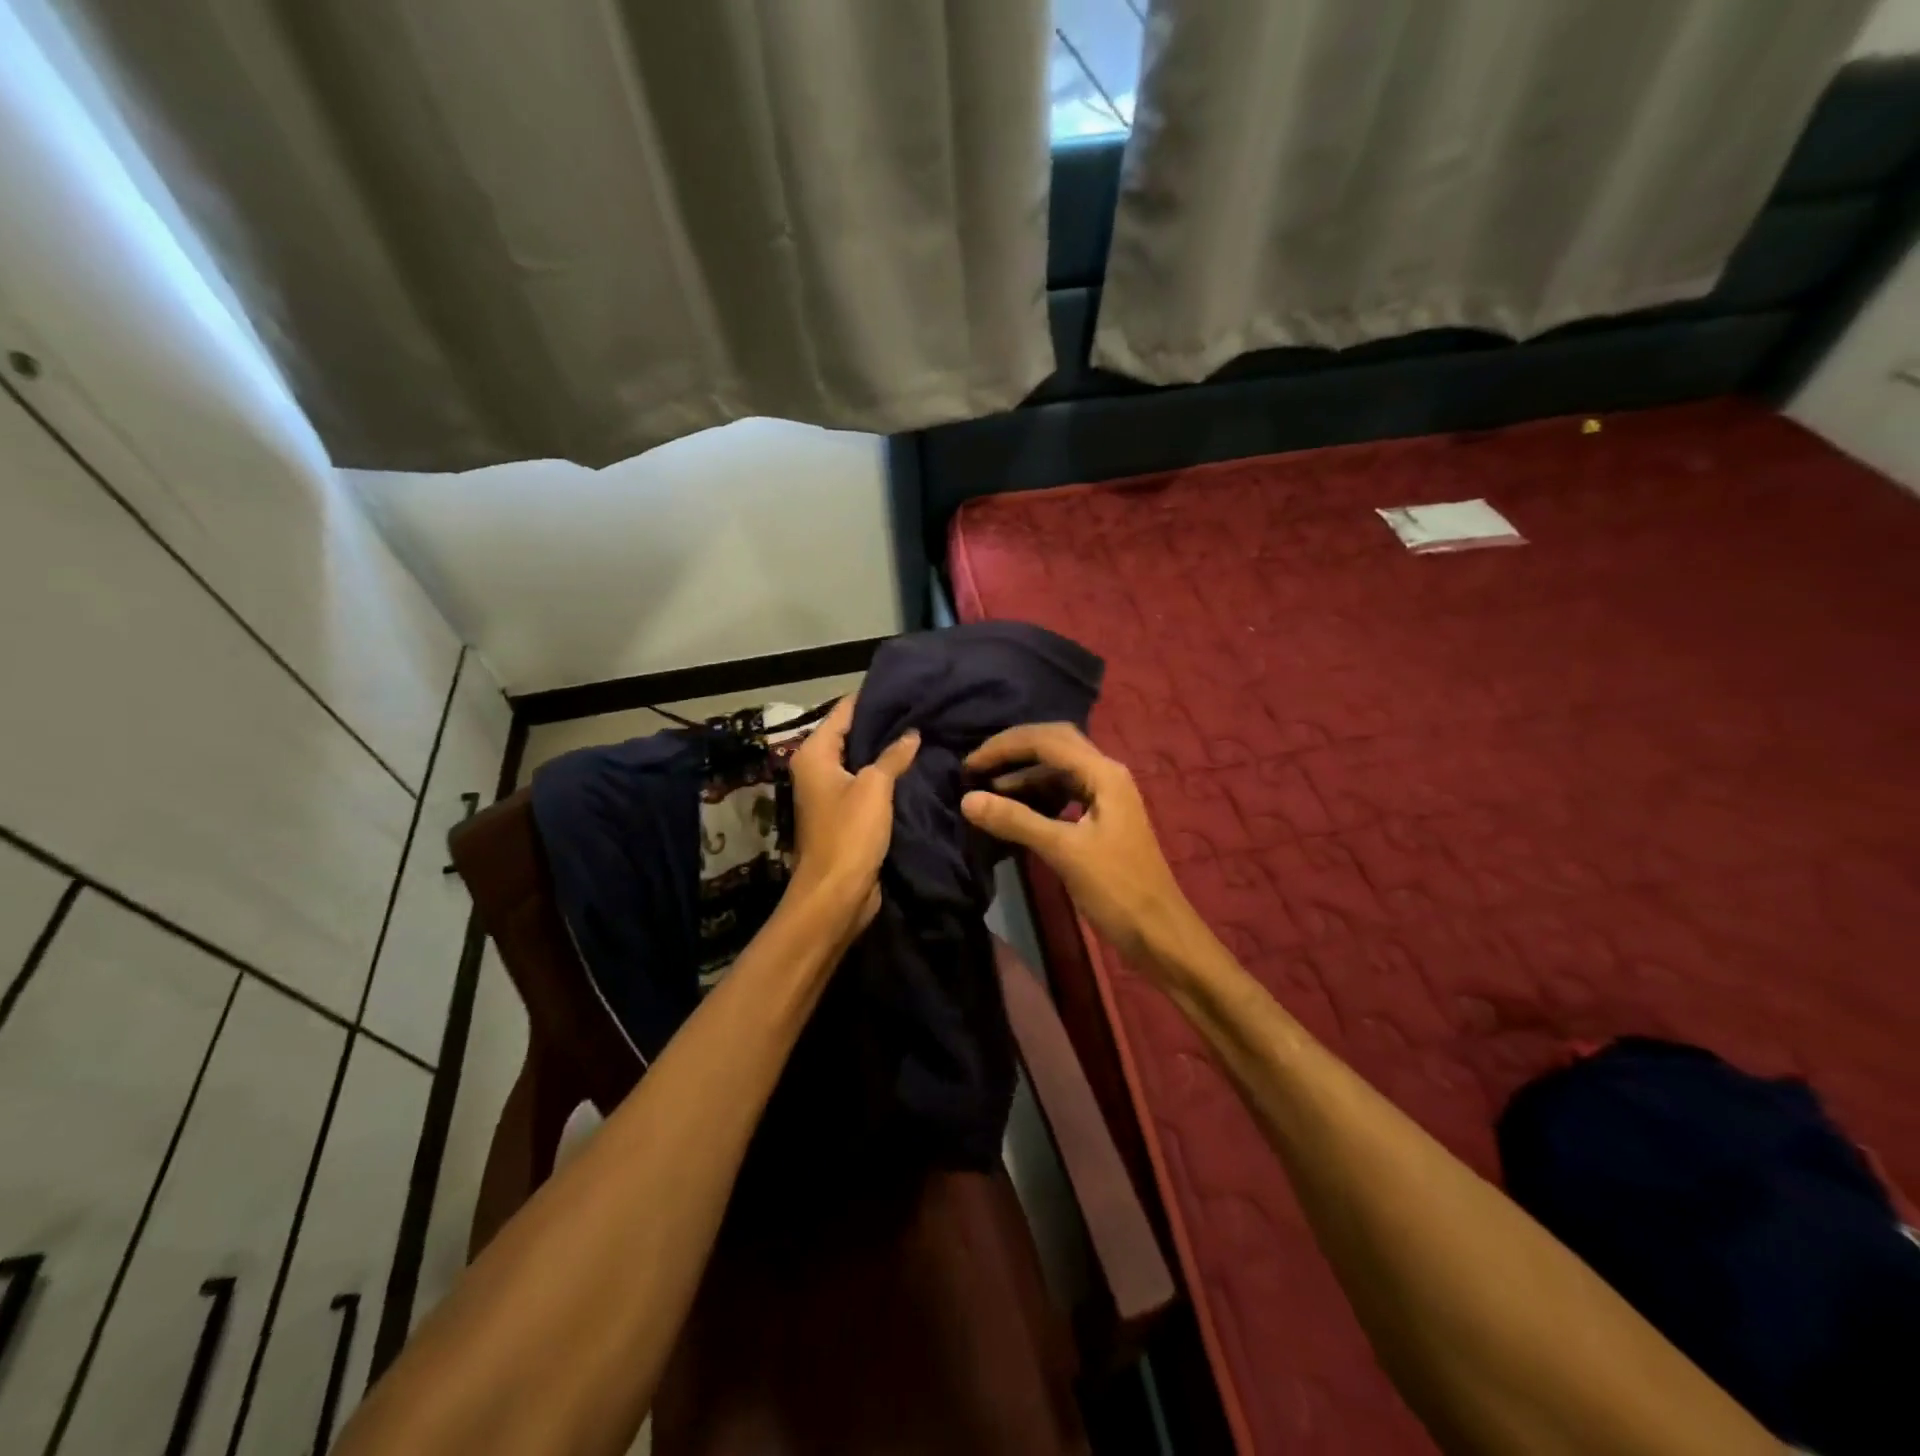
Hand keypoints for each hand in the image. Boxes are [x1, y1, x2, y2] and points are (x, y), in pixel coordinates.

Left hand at [787, 695, 919, 932]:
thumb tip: (912, 733)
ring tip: (924, 735)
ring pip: (862, 762)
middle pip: (852, 735)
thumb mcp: (874, 788)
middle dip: (884, 726)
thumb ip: (893, 756)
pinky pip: (868, 785)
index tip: (905, 688)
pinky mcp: (846, 815)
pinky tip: (916, 769)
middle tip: (922, 711)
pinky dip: (887, 777)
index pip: (844, 712)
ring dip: (887, 753)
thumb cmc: (849, 833)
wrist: (836, 893)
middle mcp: (817, 769)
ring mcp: (831, 793)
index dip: (872, 699)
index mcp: (814, 754)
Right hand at [960, 723, 1198, 969]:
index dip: (1004, 747)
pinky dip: (1036, 795)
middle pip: (1054, 745)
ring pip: (1058, 770)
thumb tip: (967, 799)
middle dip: (1013, 752)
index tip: (969, 765)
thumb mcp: (1064, 852)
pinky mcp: (1100, 819)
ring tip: (987, 791)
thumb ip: (1016, 820)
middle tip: (976, 768)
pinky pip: (1063, 793)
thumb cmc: (1117, 889)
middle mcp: (1106, 774)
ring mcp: (1105, 796)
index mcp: (1103, 773)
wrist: (1158, 932)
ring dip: (1023, 775)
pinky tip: (1014, 809)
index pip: (1047, 740)